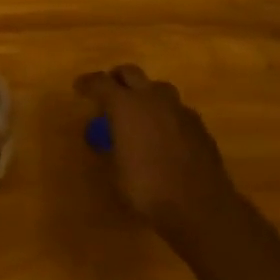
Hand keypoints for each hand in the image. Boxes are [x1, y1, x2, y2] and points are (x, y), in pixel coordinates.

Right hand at [75, 64, 238, 240]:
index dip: (88, 83)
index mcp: (126, 105)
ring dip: (145, 94)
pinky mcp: (198, 124)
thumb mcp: (116, 171)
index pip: (100, 82)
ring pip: (158, 88)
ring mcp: (179, 109)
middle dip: (117, 78)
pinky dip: (166, 115)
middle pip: (131, 73)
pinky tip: (165, 134)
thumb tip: (111, 139)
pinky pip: (176, 110)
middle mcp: (152, 98)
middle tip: (109, 91)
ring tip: (140, 112)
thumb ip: (112, 147)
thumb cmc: (148, 189)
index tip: (79, 87)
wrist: (200, 206)